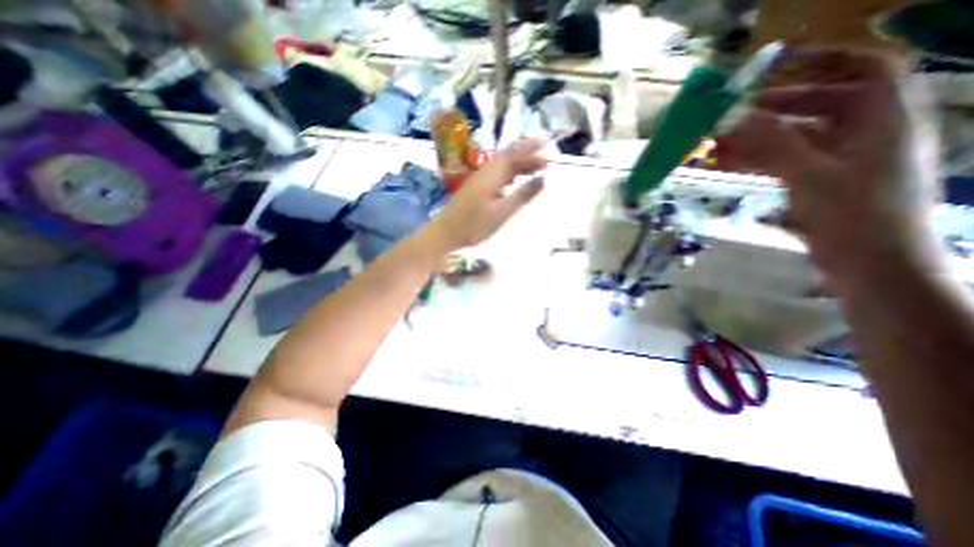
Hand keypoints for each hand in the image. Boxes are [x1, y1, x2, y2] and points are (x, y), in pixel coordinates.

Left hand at [424, 139, 549, 253]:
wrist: (445, 233)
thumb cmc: (473, 226)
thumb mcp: (501, 213)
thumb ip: (522, 195)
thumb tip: (543, 178)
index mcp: (492, 174)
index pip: (516, 156)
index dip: (534, 155)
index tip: (551, 158)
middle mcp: (486, 171)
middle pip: (509, 153)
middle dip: (528, 148)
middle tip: (547, 147)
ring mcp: (480, 178)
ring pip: (503, 162)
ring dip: (520, 159)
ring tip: (537, 162)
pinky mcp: (477, 187)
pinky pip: (498, 172)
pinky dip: (511, 170)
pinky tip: (516, 178)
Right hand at [717, 51, 940, 285]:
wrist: (871, 268)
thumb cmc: (854, 218)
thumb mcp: (811, 176)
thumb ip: (773, 144)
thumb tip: (737, 117)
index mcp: (884, 120)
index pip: (866, 69)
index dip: (824, 61)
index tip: (777, 68)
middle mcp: (866, 134)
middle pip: (823, 104)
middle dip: (776, 107)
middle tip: (734, 114)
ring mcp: (842, 161)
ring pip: (797, 137)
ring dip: (759, 138)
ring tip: (721, 142)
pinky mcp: (822, 184)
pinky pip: (787, 162)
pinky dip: (760, 160)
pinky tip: (732, 164)